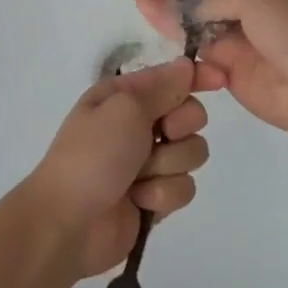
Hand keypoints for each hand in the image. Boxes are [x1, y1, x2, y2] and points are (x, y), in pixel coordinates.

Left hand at [18, 58, 209, 277]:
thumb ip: (162, 88)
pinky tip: (140, 201)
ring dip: (168, 165)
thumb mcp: (124, 108)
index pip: (170, 77)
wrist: (68, 222)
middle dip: (181, 127)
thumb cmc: (92, 155)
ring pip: (192, 153)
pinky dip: (163, 194)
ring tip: (139, 177)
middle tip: (161, 135)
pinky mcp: (155, 196)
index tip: (220, 80)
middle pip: (190, 115)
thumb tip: (186, 65)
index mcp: (124, 96)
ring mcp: (147, 162)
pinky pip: (184, 187)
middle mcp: (137, 124)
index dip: (196, 76)